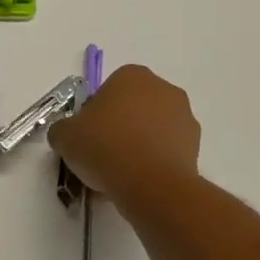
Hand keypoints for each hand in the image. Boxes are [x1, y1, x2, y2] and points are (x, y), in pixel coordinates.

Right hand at [48, 65, 200, 203]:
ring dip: (139, 145)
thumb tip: (68, 134)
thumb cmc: (105, 147)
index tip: (87, 137)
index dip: (94, 115)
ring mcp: (184, 116)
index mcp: (132, 75)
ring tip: (120, 175)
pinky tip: (139, 183)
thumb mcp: (65, 136)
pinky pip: (167, 150)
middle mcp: (163, 88)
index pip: (108, 90)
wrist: (150, 184)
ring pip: (152, 129)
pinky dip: (155, 162)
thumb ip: (63, 129)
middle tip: (102, 155)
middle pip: (133, 107)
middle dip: (120, 127)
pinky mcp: (196, 146)